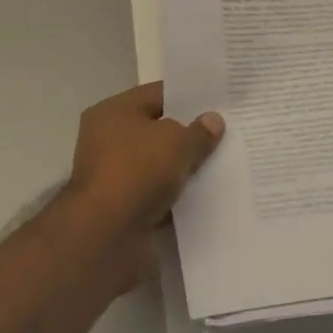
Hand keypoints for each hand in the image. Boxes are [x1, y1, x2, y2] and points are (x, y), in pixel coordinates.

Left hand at [63, 82, 224, 285]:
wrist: (106, 238)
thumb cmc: (137, 171)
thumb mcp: (176, 142)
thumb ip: (198, 131)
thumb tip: (213, 120)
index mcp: (113, 112)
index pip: (156, 95)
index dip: (188, 97)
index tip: (218, 102)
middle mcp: (109, 140)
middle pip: (157, 131)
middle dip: (188, 134)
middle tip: (226, 133)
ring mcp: (115, 177)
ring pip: (159, 165)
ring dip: (184, 168)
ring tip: (223, 164)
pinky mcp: (124, 210)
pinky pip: (158, 195)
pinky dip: (177, 197)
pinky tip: (208, 195)